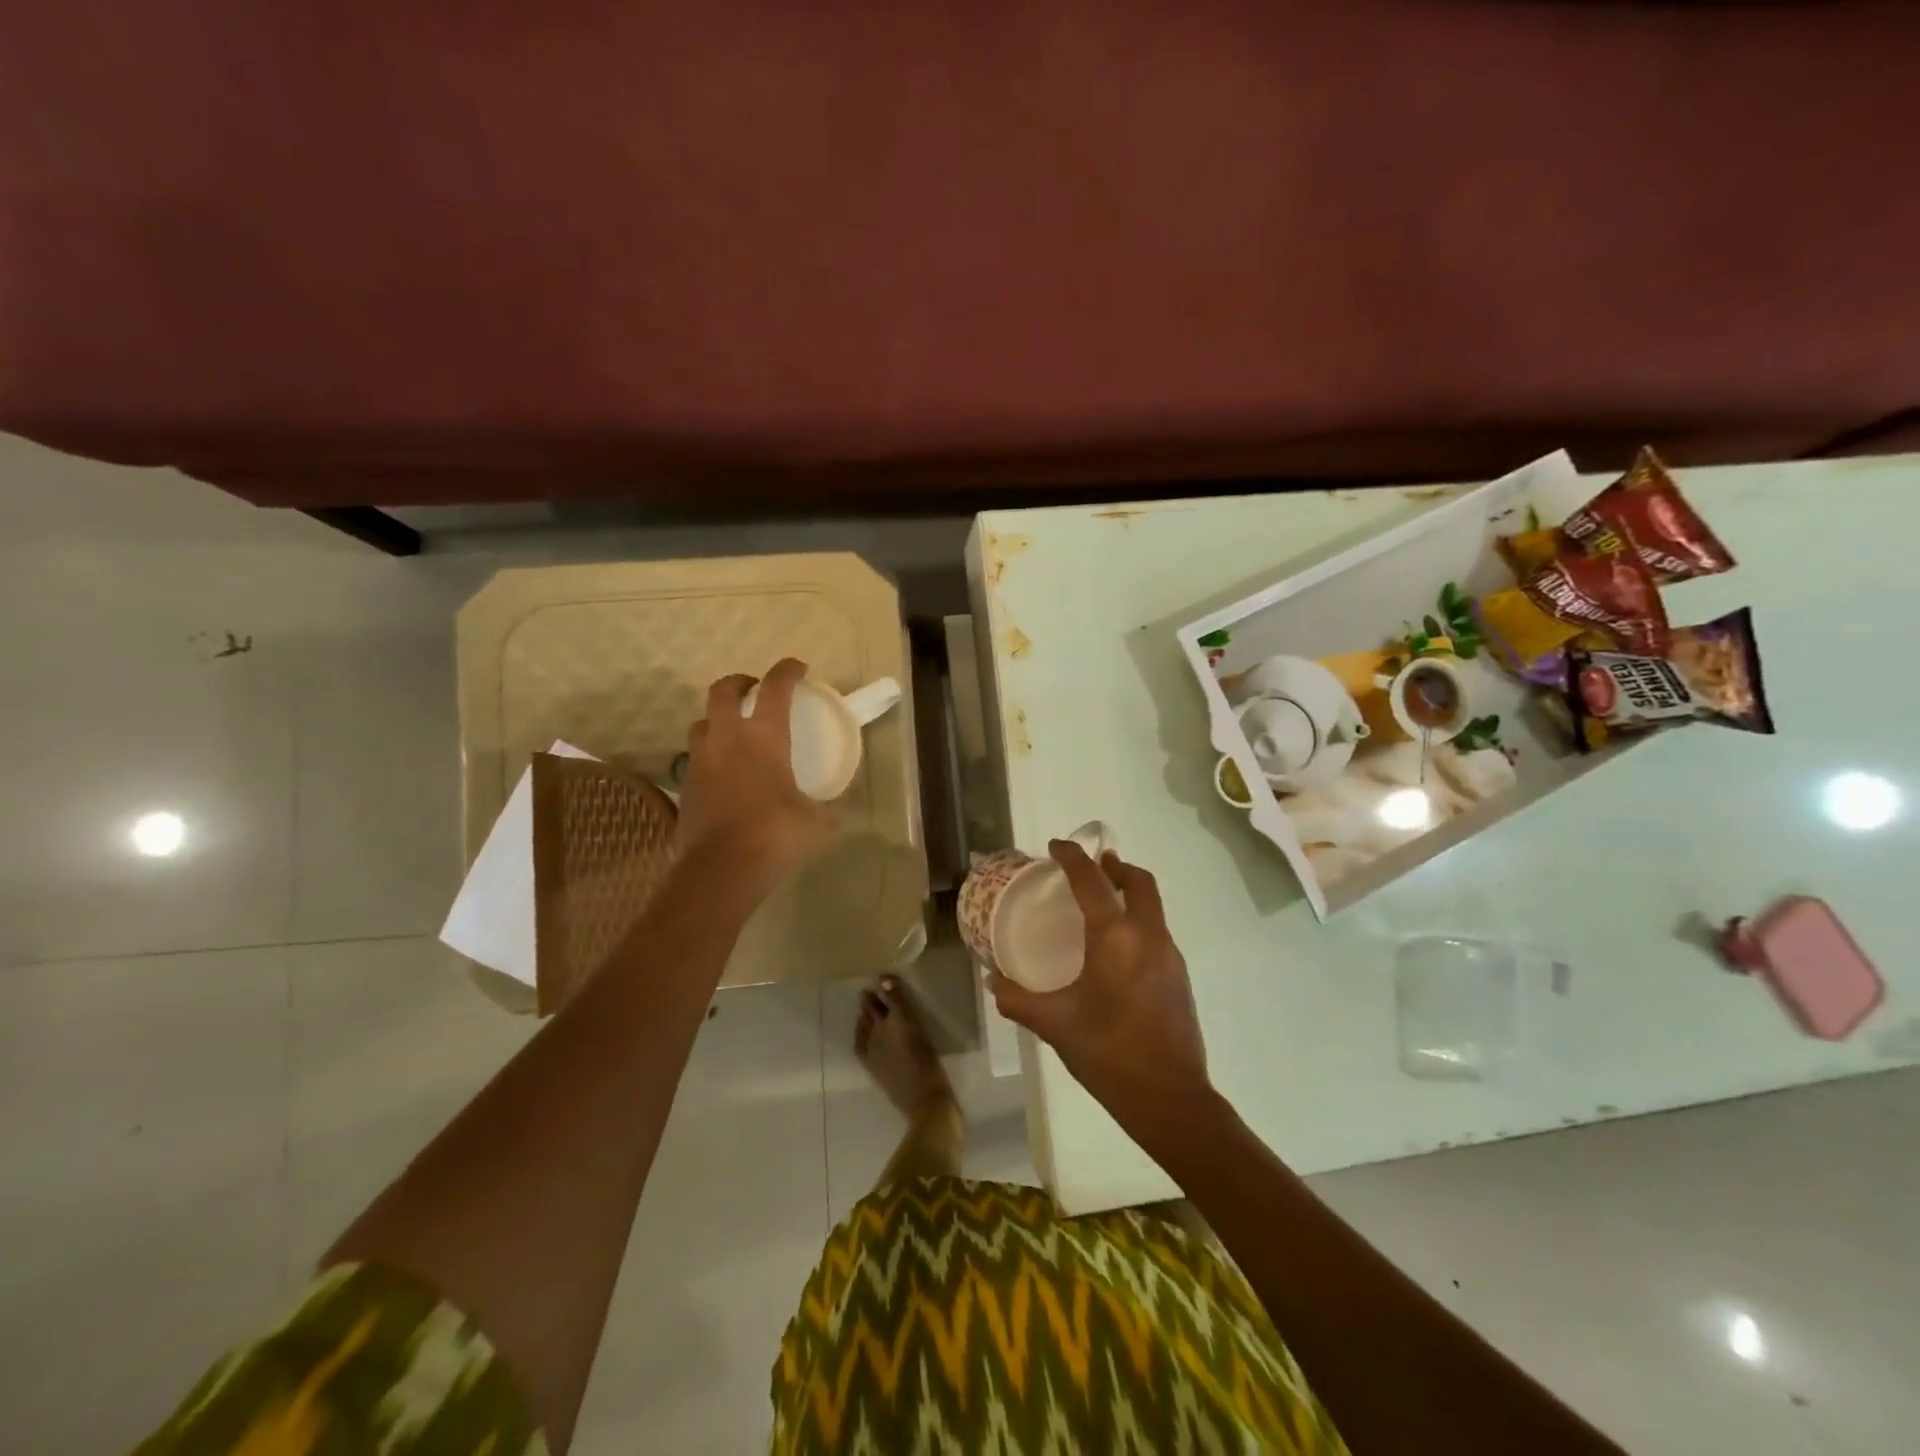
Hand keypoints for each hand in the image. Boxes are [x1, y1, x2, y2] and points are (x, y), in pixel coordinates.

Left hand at [677, 659, 837, 892]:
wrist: (721, 870)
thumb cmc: (775, 834)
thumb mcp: (817, 822)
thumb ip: (829, 810)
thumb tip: (840, 811)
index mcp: (764, 735)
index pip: (775, 687)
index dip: (787, 670)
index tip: (798, 667)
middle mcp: (727, 738)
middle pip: (723, 690)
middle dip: (740, 683)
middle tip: (756, 691)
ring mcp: (701, 760)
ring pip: (702, 722)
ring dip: (718, 718)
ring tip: (735, 732)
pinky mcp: (687, 786)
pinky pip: (696, 758)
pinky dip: (711, 755)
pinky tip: (726, 773)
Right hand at [989, 842, 1212, 1139]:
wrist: (1171, 1098)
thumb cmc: (1108, 1053)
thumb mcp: (1054, 1024)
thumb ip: (1017, 999)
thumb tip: (992, 980)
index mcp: (1115, 937)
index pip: (1092, 880)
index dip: (1073, 857)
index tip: (1057, 845)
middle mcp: (1148, 935)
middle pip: (1138, 881)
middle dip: (1114, 866)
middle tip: (1089, 868)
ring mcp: (1170, 955)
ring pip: (1152, 905)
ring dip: (1129, 892)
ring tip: (1101, 903)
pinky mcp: (1179, 976)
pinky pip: (1157, 929)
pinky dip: (1138, 920)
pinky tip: (1117, 948)